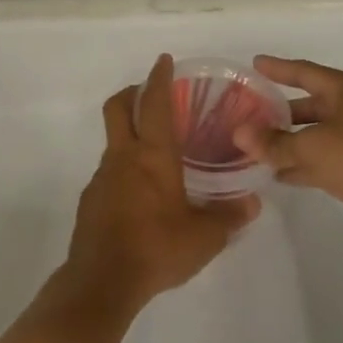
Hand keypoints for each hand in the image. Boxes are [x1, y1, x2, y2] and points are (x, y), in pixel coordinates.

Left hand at [67, 54, 261, 308]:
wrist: (102, 280)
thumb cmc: (157, 248)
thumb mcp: (205, 237)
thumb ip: (229, 217)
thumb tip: (252, 204)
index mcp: (153, 156)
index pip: (155, 104)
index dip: (159, 78)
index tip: (164, 61)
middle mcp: (123, 157)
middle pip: (118, 108)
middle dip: (132, 92)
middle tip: (150, 94)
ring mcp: (102, 178)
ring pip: (113, 142)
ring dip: (130, 135)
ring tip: (156, 154)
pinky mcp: (91, 200)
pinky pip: (109, 172)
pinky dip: (124, 169)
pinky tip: (141, 194)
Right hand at [234, 55, 342, 241]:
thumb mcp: (313, 148)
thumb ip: (274, 143)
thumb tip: (238, 133)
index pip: (304, 72)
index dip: (278, 68)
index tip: (255, 63)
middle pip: (311, 105)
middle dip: (280, 114)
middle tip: (250, 116)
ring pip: (319, 135)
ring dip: (291, 143)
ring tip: (257, 149)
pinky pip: (329, 158)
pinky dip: (307, 164)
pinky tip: (281, 175)